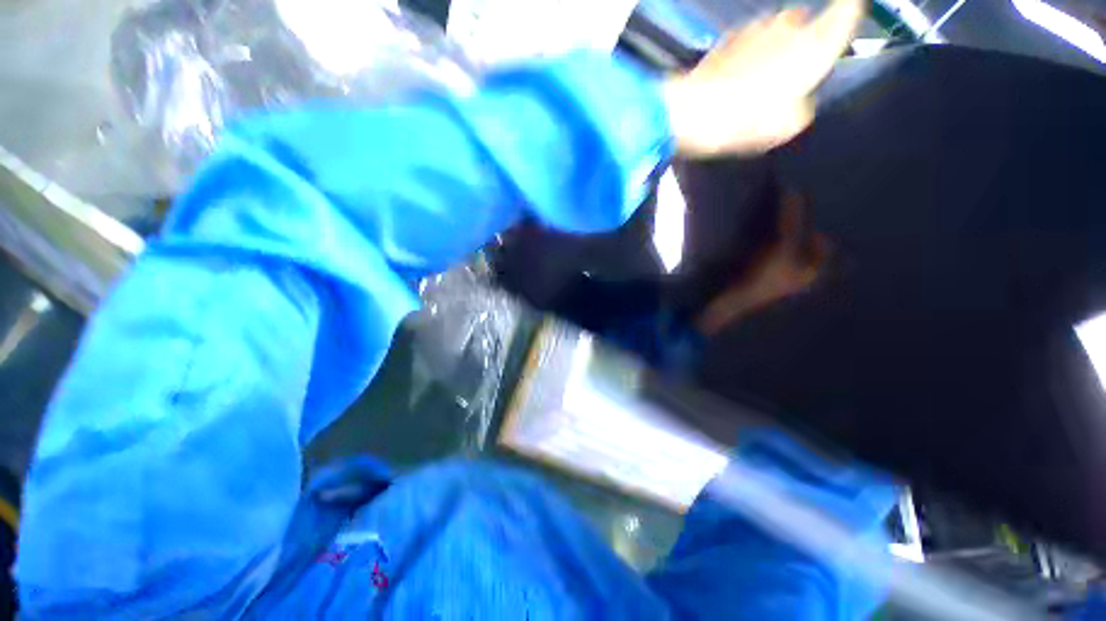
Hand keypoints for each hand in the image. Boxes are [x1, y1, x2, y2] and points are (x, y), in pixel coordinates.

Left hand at [663, 0, 862, 156]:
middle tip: (794, 68)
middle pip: (807, 22)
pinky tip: (739, 73)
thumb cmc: (747, 119)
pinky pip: (750, 40)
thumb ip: (802, 106)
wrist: (695, 111)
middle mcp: (790, 26)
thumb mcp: (787, 125)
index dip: (850, 10)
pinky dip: (750, 51)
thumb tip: (798, 100)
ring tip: (762, 75)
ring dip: (774, 44)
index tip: (852, 11)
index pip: (847, 11)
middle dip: (805, 38)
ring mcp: (757, 28)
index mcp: (815, 45)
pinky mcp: (730, 38)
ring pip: (777, 28)